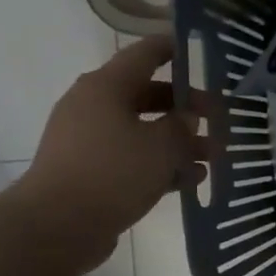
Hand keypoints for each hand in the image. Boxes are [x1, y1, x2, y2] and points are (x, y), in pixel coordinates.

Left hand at [8, 36, 207, 269]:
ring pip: (144, 131)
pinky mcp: (90, 171)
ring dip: (179, 142)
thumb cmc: (112, 172)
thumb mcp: (161, 145)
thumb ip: (182, 127)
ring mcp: (89, 141)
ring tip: (212, 158)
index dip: (173, 49)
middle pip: (149, 96)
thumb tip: (187, 120)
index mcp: (106, 87)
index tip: (200, 50)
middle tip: (219, 121)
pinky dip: (160, 165)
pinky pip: (133, 159)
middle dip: (187, 109)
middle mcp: (94, 107)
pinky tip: (190, 181)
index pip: (144, 55)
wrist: (56, 227)